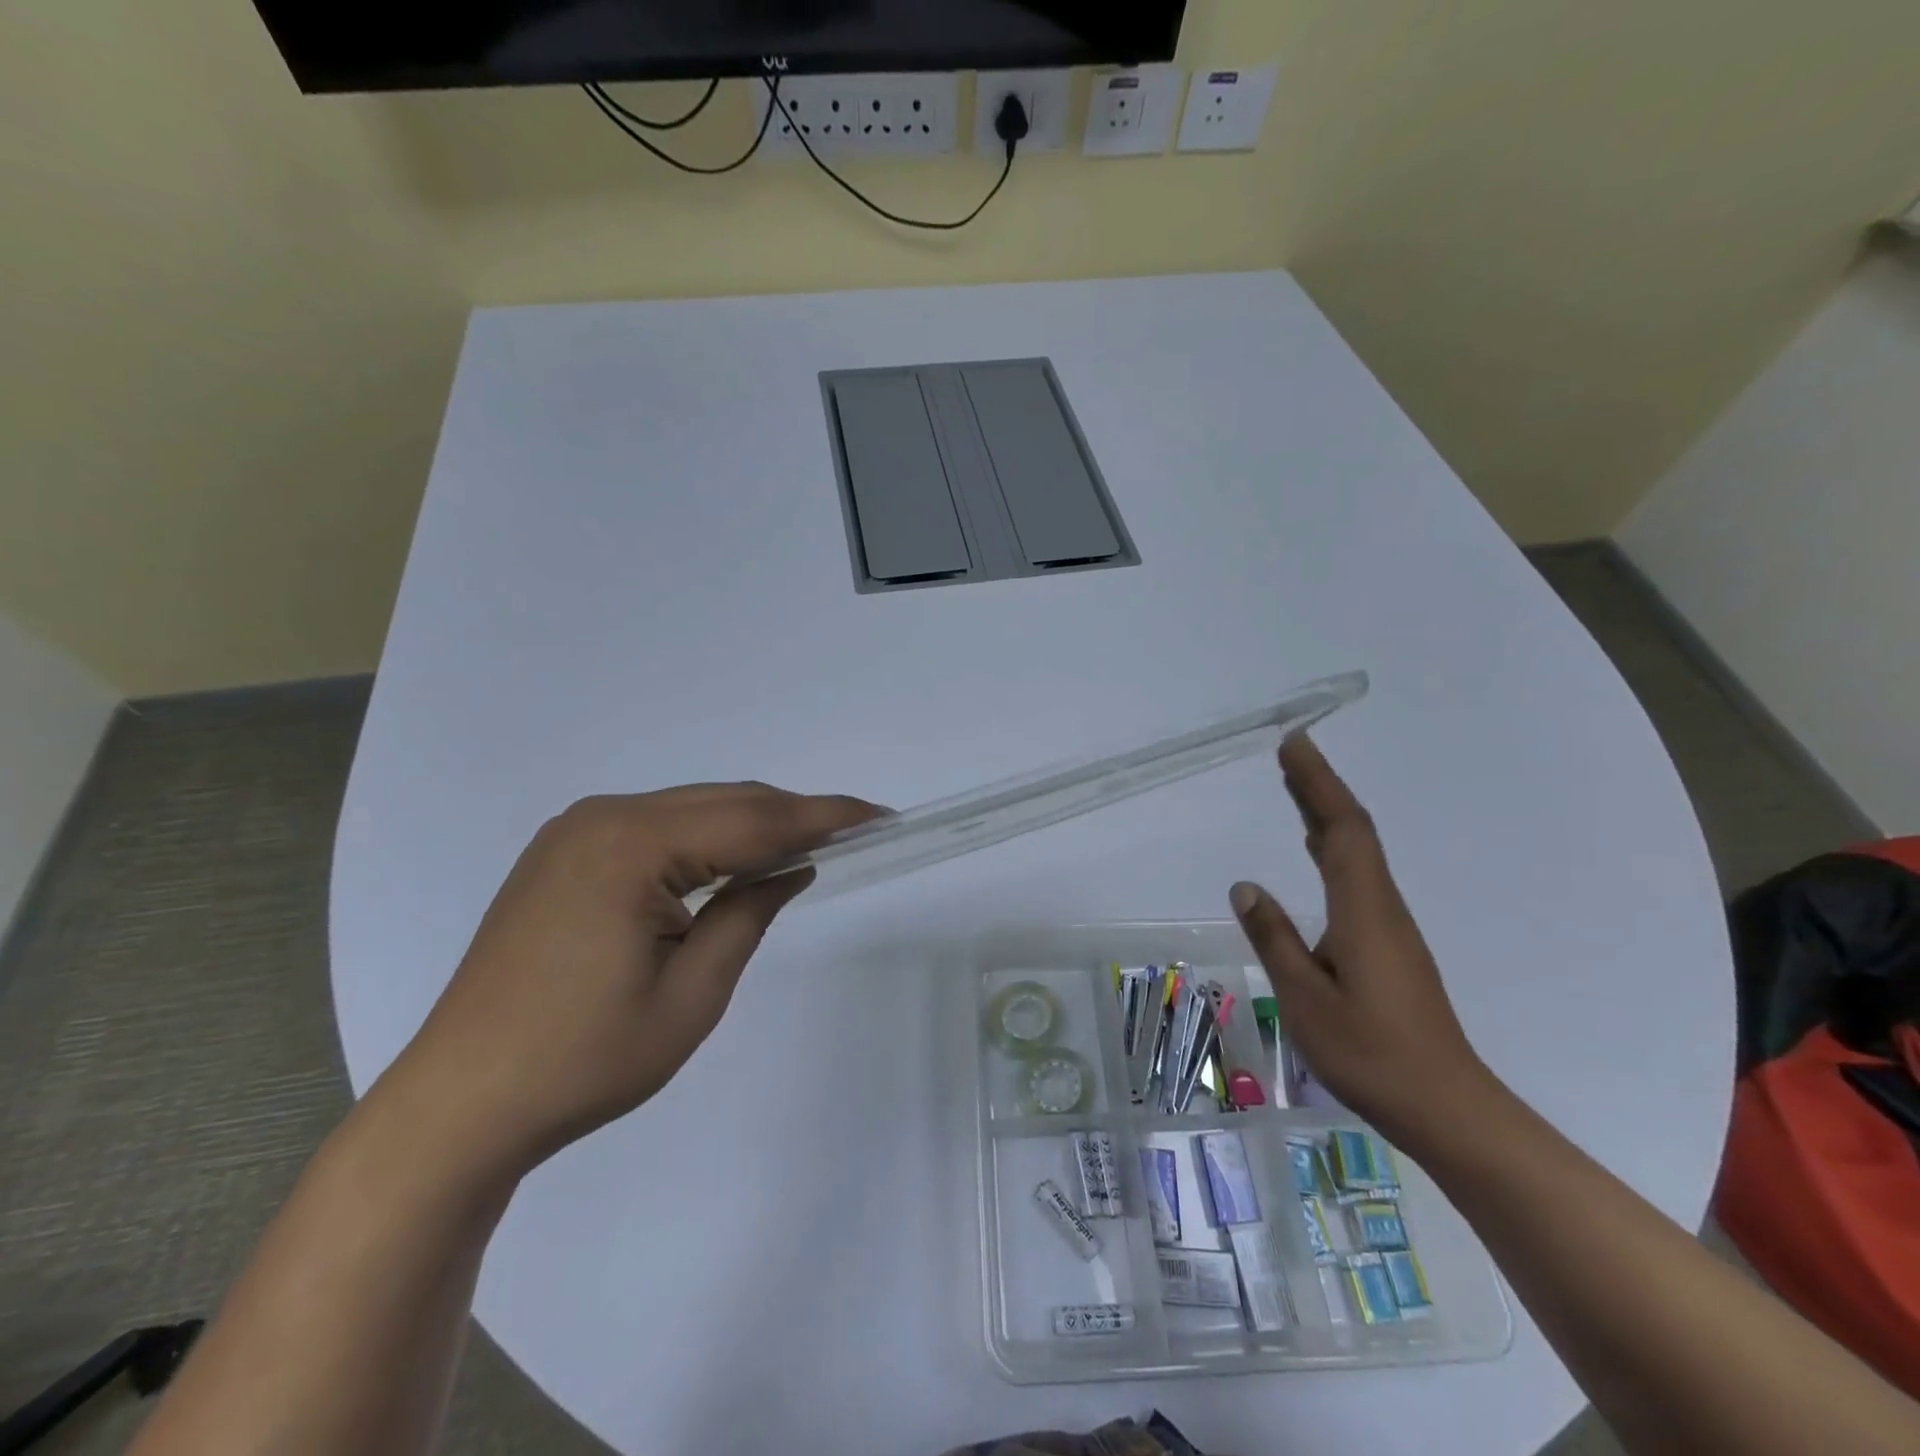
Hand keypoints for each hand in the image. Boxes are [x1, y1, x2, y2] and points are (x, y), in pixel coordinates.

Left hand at [381, 783, 879, 1182]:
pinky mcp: (564, 853)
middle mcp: (602, 818)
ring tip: (806, 846)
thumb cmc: (584, 1060)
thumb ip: (749, 914)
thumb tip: (793, 867)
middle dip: (792, 815)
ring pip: (691, 809)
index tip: (879, 815)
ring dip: (751, 825)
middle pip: (723, 802)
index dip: (823, 815)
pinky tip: (734, 861)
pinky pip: (658, 827)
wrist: (460, 1105)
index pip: (753, 819)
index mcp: (631, 845)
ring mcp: (576, 832)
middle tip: (855, 831)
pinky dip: (707, 838)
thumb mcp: (692, 994)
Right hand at [1229, 736, 1494, 1147]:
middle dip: (1320, 788)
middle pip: (1352, 832)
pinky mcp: (1389, 946)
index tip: (1293, 745)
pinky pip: (1357, 878)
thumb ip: (1274, 937)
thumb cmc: (1370, 1052)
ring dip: (1326, 816)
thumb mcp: (1305, 997)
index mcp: (1363, 910)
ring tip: (1294, 789)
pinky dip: (1332, 849)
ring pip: (1357, 854)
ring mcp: (1389, 927)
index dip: (1318, 783)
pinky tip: (1316, 854)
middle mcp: (1381, 907)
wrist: (1445, 1106)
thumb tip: (1246, 885)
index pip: (1342, 829)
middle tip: (1289, 753)